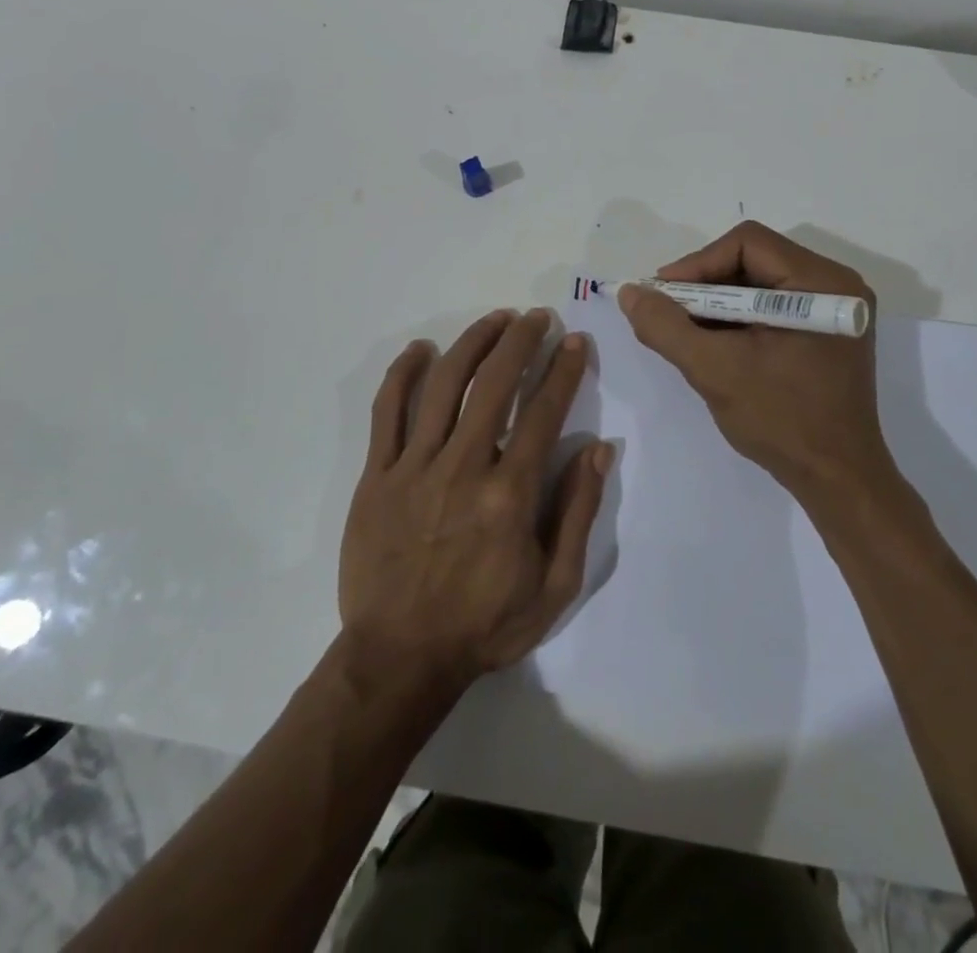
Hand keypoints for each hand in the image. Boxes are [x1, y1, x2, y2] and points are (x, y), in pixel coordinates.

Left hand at [339, 309, 609, 692]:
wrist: (400, 657)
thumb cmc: (484, 624)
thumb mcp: (554, 585)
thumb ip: (578, 511)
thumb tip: (599, 447)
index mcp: (510, 493)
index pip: (544, 412)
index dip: (563, 370)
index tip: (575, 342)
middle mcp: (463, 466)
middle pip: (495, 383)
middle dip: (521, 341)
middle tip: (537, 318)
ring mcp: (414, 466)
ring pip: (445, 385)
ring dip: (473, 343)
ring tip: (495, 321)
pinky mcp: (377, 475)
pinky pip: (387, 411)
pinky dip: (403, 373)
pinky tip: (421, 349)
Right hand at [618, 221, 892, 506]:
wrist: (837, 480)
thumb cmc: (781, 421)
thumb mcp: (714, 370)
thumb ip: (665, 327)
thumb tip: (630, 292)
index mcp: (821, 283)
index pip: (747, 243)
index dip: (697, 264)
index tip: (663, 296)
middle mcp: (835, 285)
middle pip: (753, 259)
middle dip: (704, 285)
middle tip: (669, 312)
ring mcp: (832, 310)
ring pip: (759, 283)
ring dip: (717, 303)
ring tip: (685, 331)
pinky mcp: (825, 332)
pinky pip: (771, 307)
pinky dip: (737, 319)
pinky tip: (713, 343)